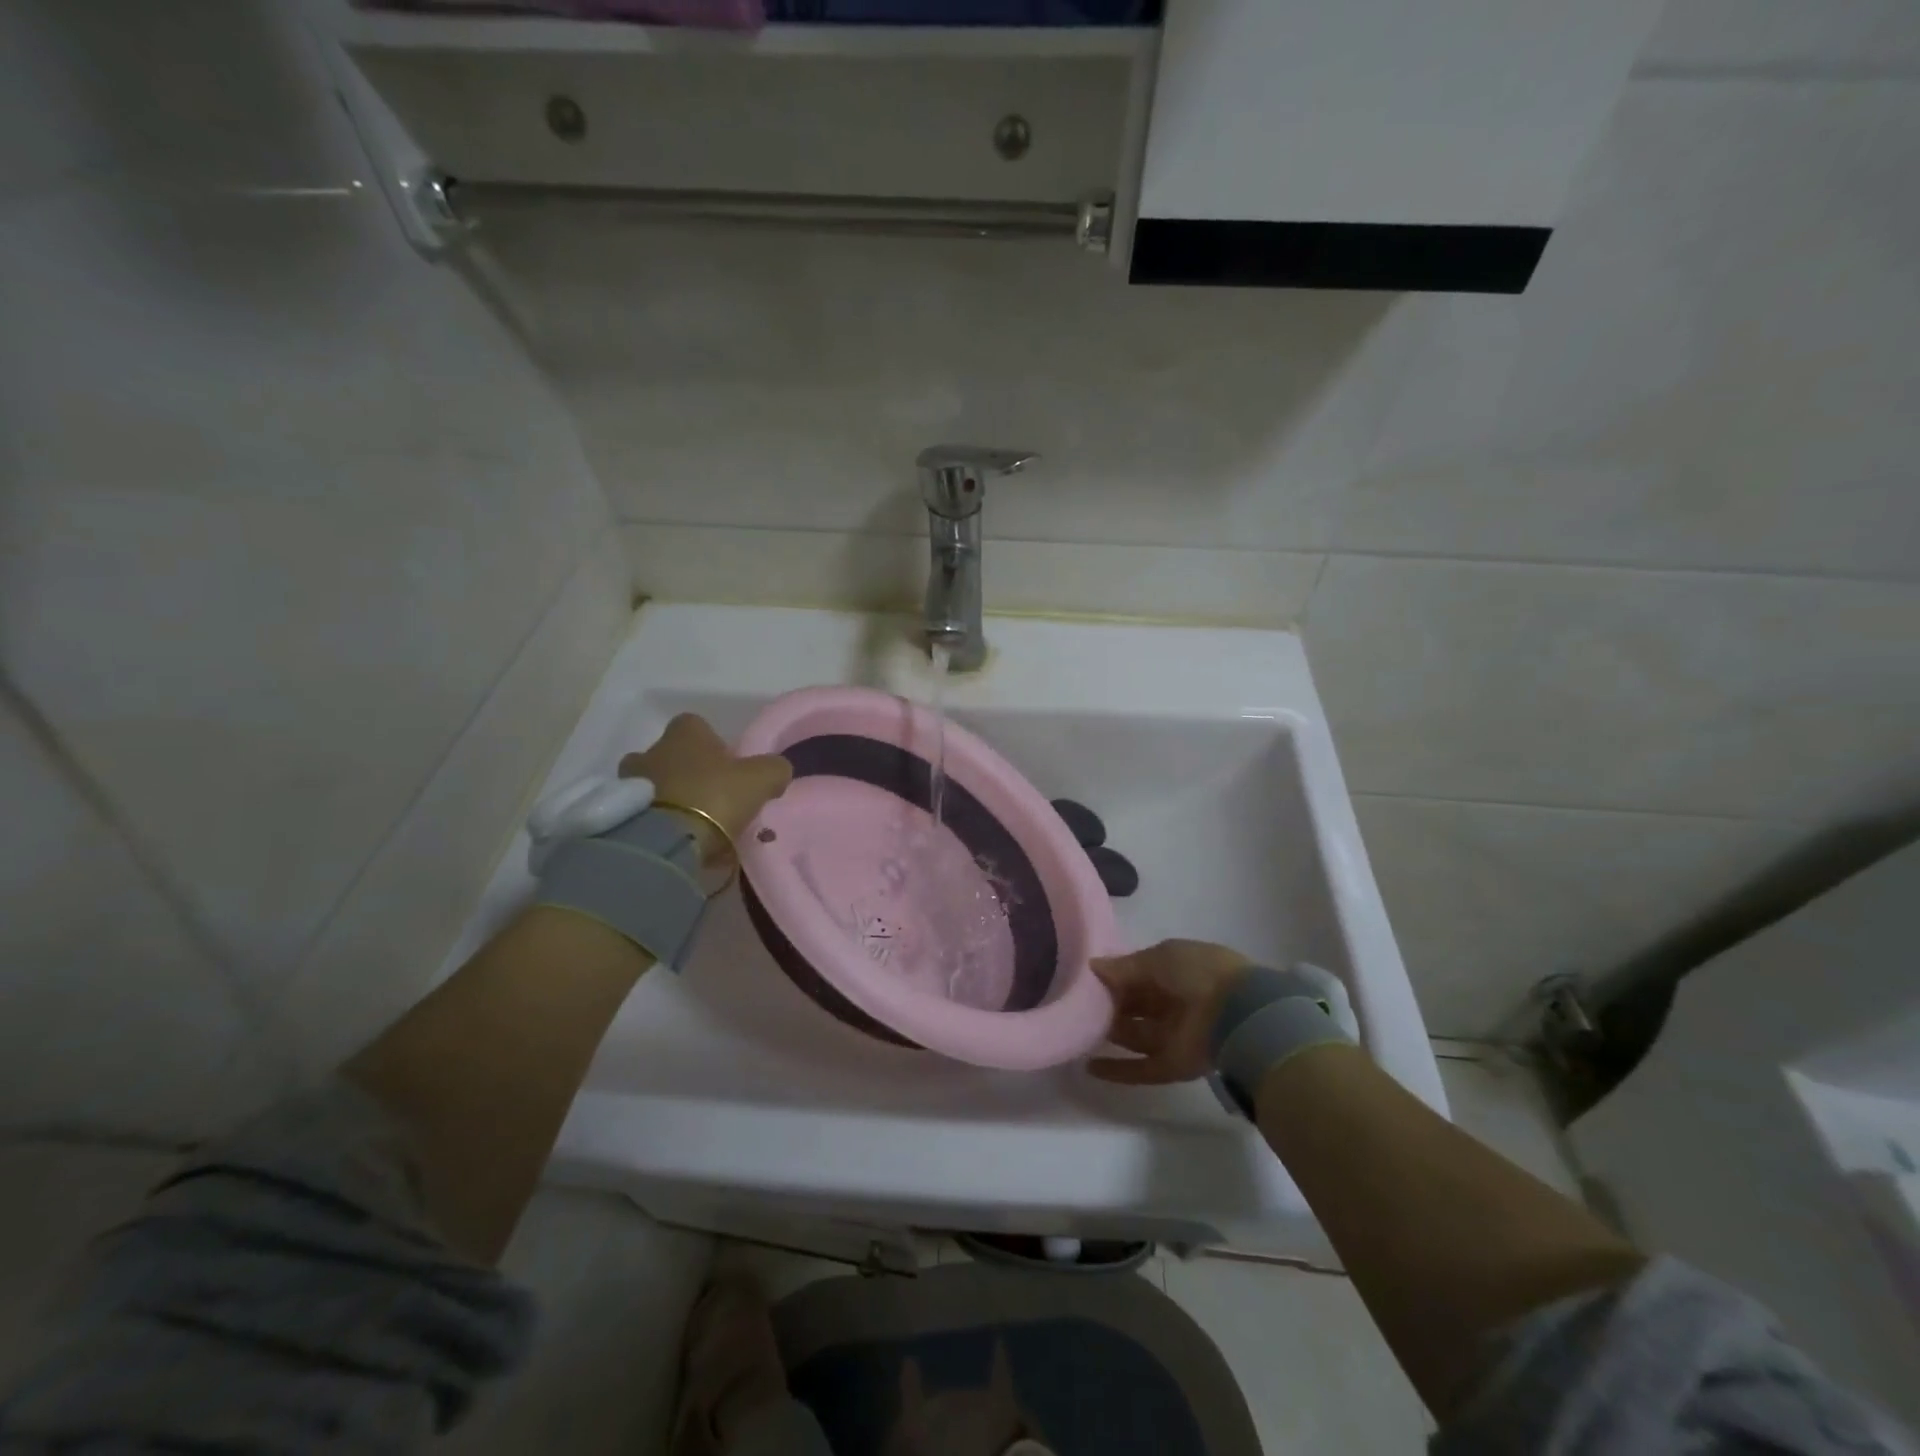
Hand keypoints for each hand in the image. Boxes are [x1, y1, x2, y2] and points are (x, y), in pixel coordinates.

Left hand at [620, 714, 791, 861]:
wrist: (664, 842)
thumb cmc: (714, 797)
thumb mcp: (761, 779)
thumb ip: (773, 768)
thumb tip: (776, 770)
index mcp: (684, 734)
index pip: (696, 725)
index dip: (712, 744)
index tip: (727, 766)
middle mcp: (651, 750)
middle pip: (670, 755)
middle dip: (686, 772)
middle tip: (710, 797)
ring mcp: (629, 783)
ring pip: (653, 784)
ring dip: (668, 798)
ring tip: (692, 824)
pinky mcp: (619, 815)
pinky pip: (642, 813)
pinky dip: (657, 822)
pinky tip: (677, 840)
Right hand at [1089, 939, 1254, 1085]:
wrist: (1237, 1014)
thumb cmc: (1198, 973)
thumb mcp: (1159, 958)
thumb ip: (1124, 966)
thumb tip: (1093, 967)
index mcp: (1175, 972)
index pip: (1137, 975)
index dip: (1113, 977)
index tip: (1085, 980)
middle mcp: (1173, 1003)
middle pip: (1134, 1006)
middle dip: (1108, 1006)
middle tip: (1077, 1005)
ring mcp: (1173, 1036)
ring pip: (1134, 1036)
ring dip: (1109, 1034)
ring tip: (1077, 1030)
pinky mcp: (1172, 1066)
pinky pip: (1140, 1069)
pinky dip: (1117, 1070)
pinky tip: (1089, 1067)